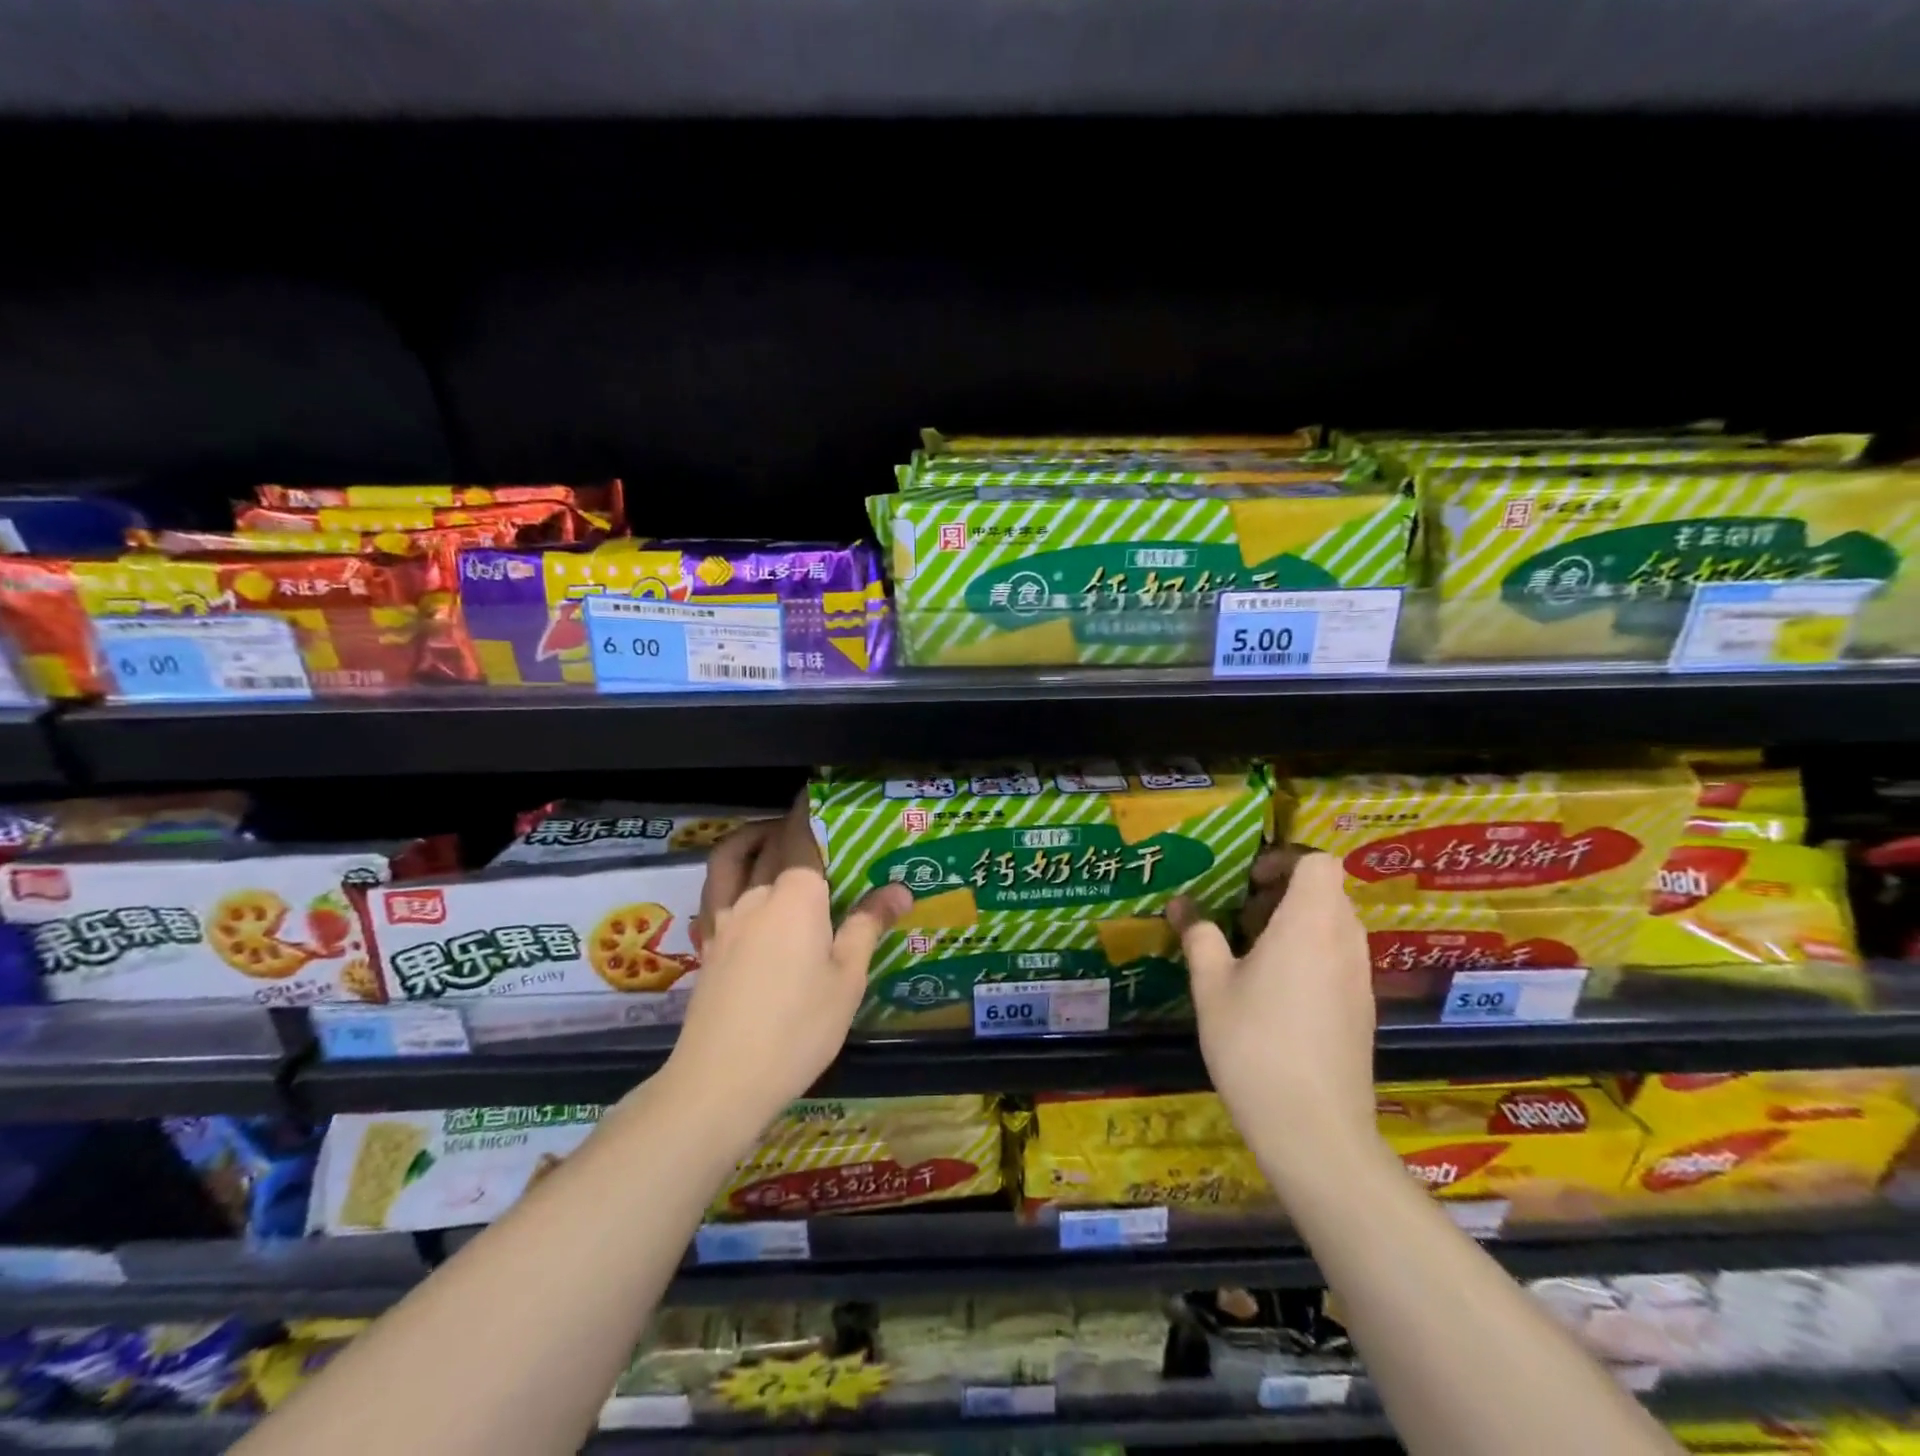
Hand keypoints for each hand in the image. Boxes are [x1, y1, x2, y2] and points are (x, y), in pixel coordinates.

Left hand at [666, 796, 909, 1143]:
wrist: (721, 1080)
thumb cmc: (798, 1027)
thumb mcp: (847, 978)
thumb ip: (869, 926)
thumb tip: (900, 889)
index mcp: (796, 896)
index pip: (800, 837)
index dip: (808, 811)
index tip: (817, 794)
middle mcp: (756, 895)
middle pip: (768, 844)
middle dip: (786, 825)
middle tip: (809, 825)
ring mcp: (725, 920)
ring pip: (729, 861)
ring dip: (747, 839)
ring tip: (768, 840)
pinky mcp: (708, 945)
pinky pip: (713, 893)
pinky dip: (727, 876)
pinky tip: (741, 892)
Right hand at [1169, 853, 1376, 1179]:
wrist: (1314, 1131)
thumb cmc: (1255, 1045)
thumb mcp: (1211, 987)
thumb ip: (1199, 937)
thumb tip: (1181, 905)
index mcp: (1309, 925)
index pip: (1319, 862)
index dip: (1285, 860)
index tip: (1249, 882)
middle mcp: (1344, 942)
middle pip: (1328, 891)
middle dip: (1284, 892)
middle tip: (1241, 916)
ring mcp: (1359, 977)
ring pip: (1335, 925)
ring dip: (1297, 923)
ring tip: (1253, 953)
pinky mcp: (1362, 1008)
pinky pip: (1340, 957)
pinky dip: (1311, 954)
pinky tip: (1276, 991)